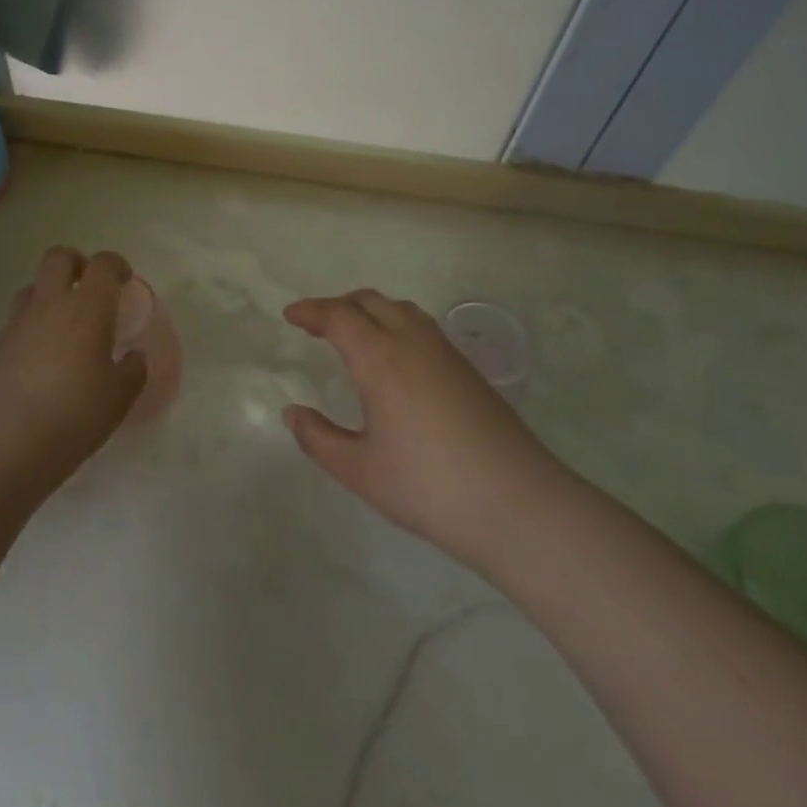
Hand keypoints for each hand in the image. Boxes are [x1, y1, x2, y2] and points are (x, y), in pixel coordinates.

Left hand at [0, 247, 146, 491]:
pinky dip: (33, 325)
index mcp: (87, 307)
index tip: (124, 281)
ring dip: (50, 294)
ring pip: (33, 287)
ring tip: (65, 324)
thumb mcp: (120, 396)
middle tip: (90, 289)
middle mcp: (50, 304)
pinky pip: (18, 320)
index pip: (103, 264)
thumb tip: (133, 357)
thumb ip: (132, 370)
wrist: (9, 443)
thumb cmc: (76, 414)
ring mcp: (18, 323)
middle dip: (77, 264)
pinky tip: (42, 357)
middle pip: (58, 258)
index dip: (116, 266)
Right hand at [282, 291, 563, 566]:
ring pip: (402, 310)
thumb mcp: (360, 471)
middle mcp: (413, 343)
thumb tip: (292, 413)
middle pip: (371, 301)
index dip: (310, 311)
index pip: (339, 316)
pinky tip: (396, 359)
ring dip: (371, 310)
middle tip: (316, 324)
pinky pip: (423, 327)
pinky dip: (397, 324)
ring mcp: (446, 353)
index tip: (290, 316)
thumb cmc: (428, 487)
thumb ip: (319, 439)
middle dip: (339, 305)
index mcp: (381, 359)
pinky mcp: (469, 370)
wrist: (517, 505)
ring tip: (354, 333)